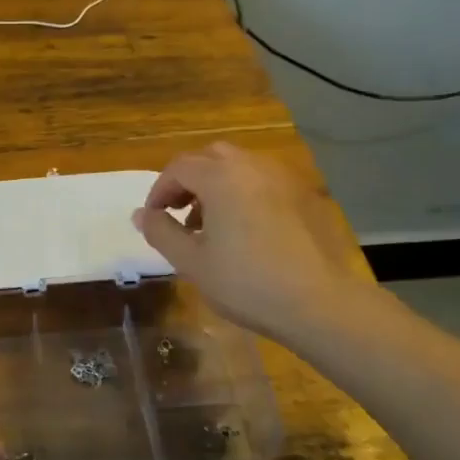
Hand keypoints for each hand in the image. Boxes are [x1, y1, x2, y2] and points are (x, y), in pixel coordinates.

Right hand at [133, 142, 375, 342]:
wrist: (318, 303)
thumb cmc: (245, 282)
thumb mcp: (191, 262)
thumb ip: (161, 231)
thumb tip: (142, 214)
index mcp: (220, 177)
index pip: (179, 167)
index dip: (160, 190)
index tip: (154, 218)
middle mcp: (252, 166)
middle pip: (210, 157)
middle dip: (188, 180)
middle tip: (179, 213)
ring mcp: (282, 179)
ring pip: (239, 166)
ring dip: (216, 185)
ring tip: (211, 224)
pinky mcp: (303, 196)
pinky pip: (263, 181)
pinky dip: (244, 192)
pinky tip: (245, 229)